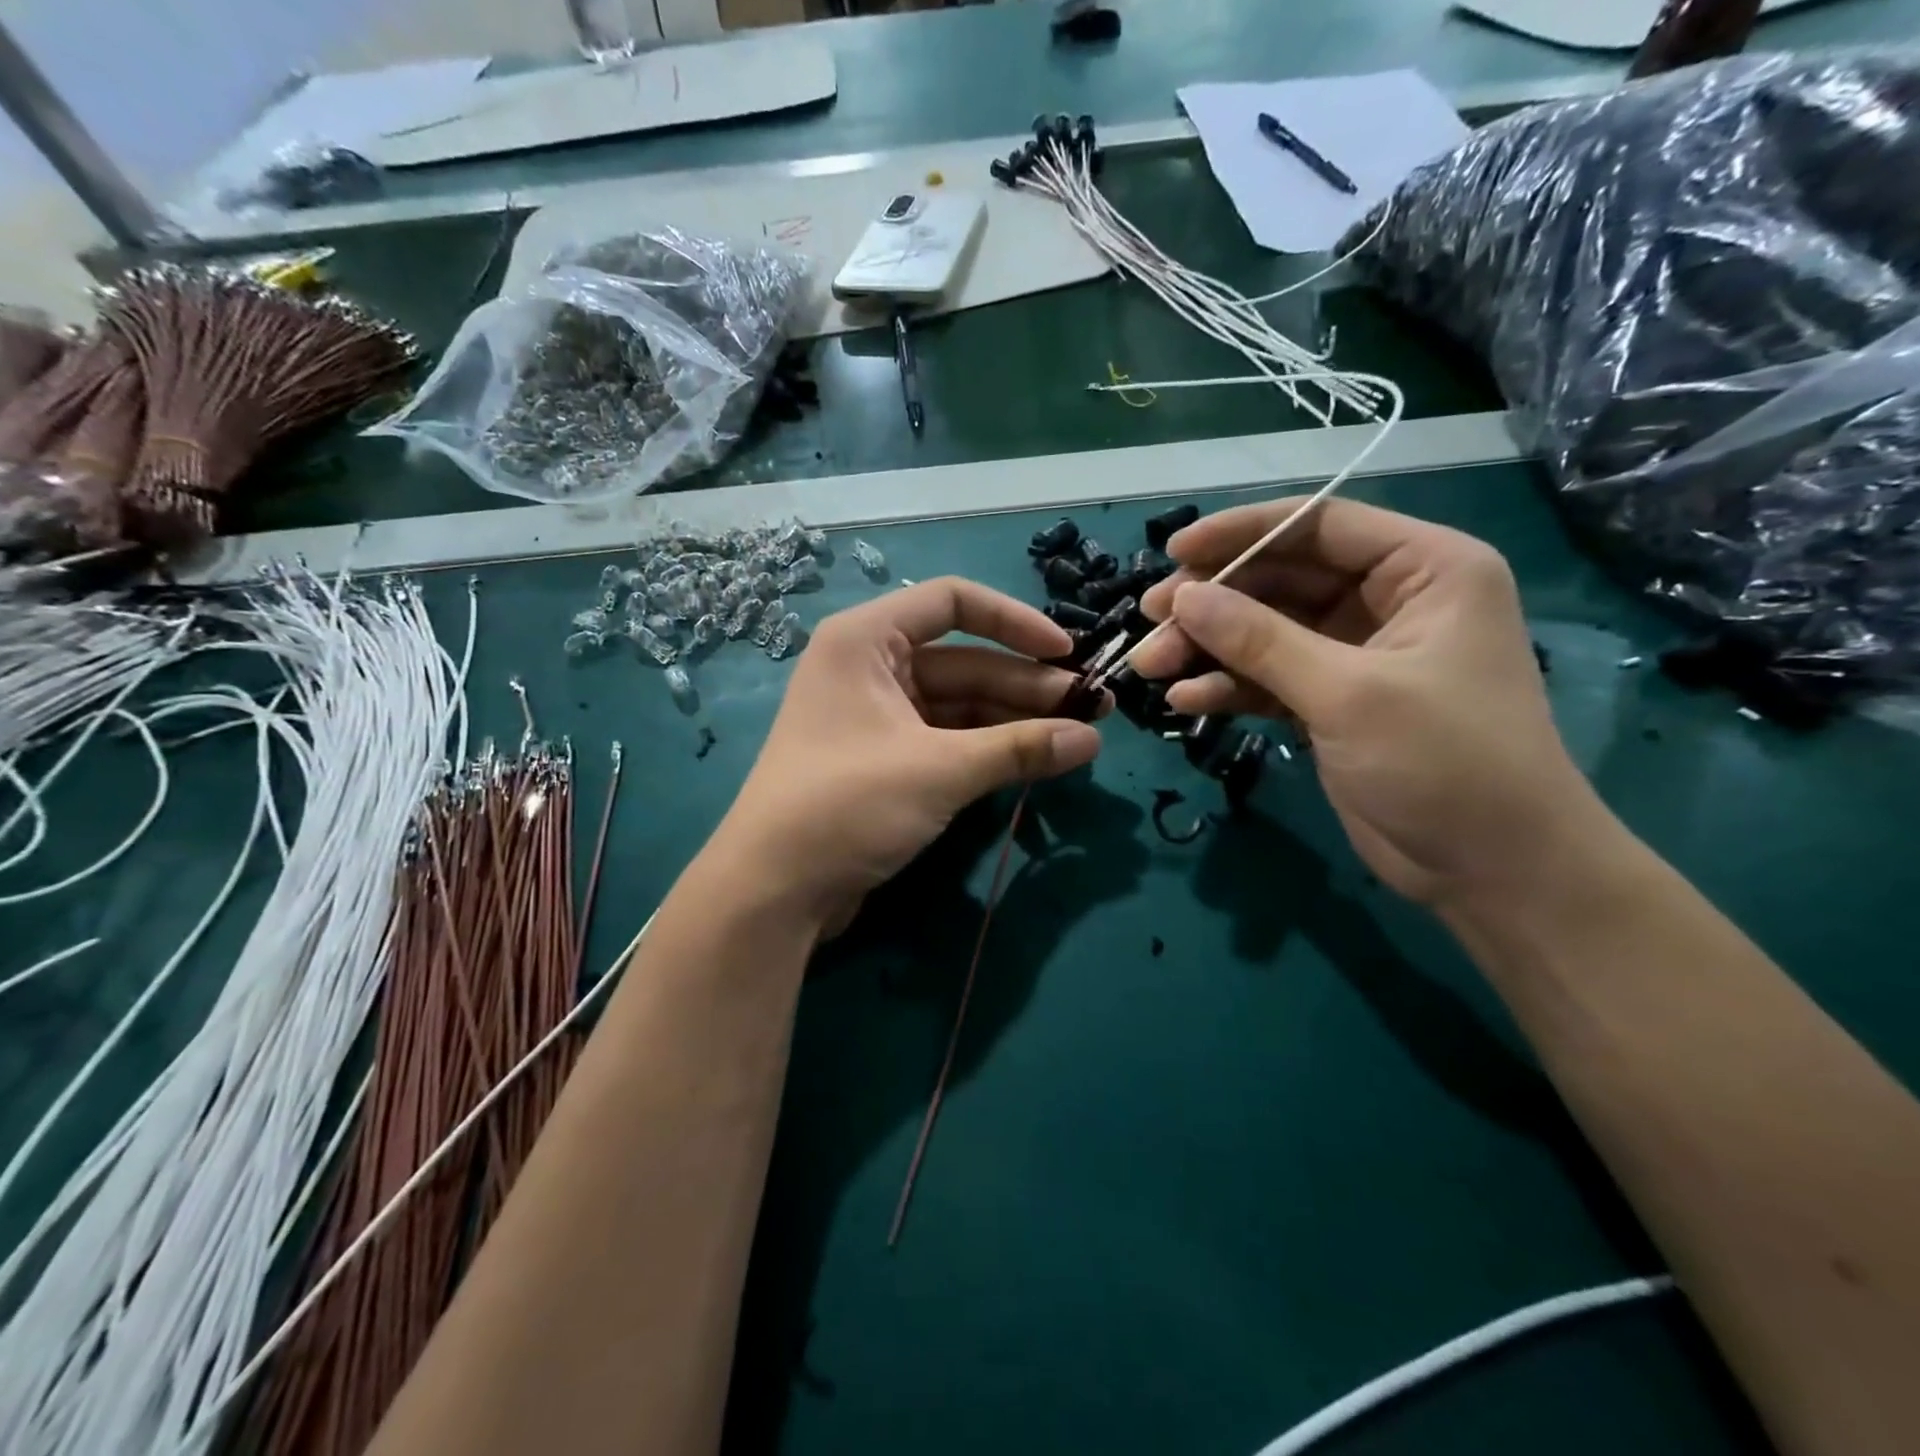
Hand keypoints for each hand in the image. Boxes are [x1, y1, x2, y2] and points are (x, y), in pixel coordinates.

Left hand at [715, 577, 1104, 932]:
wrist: (774, 891)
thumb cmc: (847, 805)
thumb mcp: (939, 770)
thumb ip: (1019, 748)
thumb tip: (1092, 739)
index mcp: (866, 640)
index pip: (951, 602)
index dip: (1014, 621)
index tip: (1067, 652)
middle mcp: (869, 667)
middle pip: (963, 660)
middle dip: (1027, 683)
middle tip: (1093, 707)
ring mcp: (876, 716)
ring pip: (959, 704)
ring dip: (1014, 719)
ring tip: (1078, 735)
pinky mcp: (884, 760)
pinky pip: (946, 739)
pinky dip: (988, 748)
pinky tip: (1035, 760)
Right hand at [1132, 498, 1606, 907]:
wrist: (1493, 871)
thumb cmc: (1445, 763)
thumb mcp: (1348, 693)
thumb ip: (1260, 641)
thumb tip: (1182, 596)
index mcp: (1424, 569)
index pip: (1318, 526)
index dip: (1241, 532)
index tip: (1174, 550)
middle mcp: (1388, 600)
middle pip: (1280, 579)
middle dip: (1213, 601)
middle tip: (1149, 619)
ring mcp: (1355, 654)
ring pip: (1264, 631)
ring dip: (1208, 647)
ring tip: (1151, 667)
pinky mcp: (1330, 702)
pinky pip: (1267, 678)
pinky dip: (1228, 687)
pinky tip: (1187, 702)